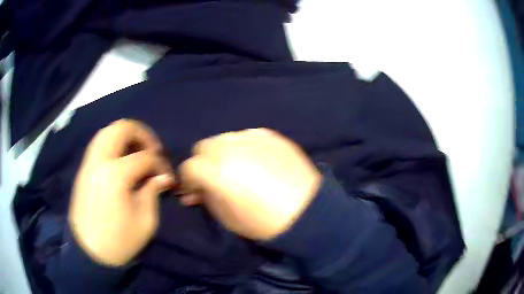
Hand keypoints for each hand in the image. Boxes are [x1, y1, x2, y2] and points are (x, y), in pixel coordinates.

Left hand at [69, 119, 174, 265]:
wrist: (89, 254)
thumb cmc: (119, 242)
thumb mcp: (145, 221)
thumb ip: (153, 192)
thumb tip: (162, 177)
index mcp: (115, 175)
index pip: (144, 157)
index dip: (160, 164)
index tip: (168, 177)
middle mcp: (99, 161)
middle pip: (121, 128)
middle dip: (143, 134)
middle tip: (153, 151)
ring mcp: (88, 163)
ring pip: (107, 132)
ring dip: (126, 136)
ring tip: (138, 152)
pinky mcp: (83, 170)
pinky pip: (99, 144)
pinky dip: (113, 144)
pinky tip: (122, 160)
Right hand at [179, 128, 321, 240]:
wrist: (306, 212)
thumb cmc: (263, 222)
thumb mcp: (225, 217)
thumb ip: (205, 197)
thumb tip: (194, 191)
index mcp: (217, 171)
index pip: (189, 166)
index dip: (188, 179)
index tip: (194, 190)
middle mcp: (231, 148)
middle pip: (203, 146)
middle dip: (203, 162)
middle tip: (213, 178)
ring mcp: (253, 138)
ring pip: (224, 138)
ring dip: (222, 152)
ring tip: (236, 168)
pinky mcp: (271, 136)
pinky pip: (247, 136)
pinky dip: (244, 146)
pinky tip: (254, 160)